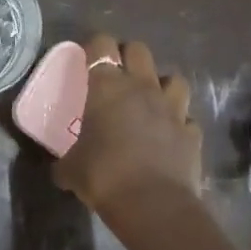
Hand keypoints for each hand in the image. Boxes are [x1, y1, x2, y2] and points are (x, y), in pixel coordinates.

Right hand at [54, 33, 200, 212]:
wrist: (152, 204)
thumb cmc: (103, 176)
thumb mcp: (70, 169)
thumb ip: (64, 161)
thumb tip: (58, 169)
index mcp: (107, 87)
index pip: (101, 45)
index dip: (95, 47)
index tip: (87, 58)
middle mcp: (142, 88)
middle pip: (139, 50)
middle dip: (127, 55)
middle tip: (116, 74)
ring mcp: (172, 108)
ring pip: (173, 78)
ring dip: (161, 85)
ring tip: (150, 100)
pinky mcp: (192, 132)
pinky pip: (187, 118)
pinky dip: (178, 123)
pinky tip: (169, 135)